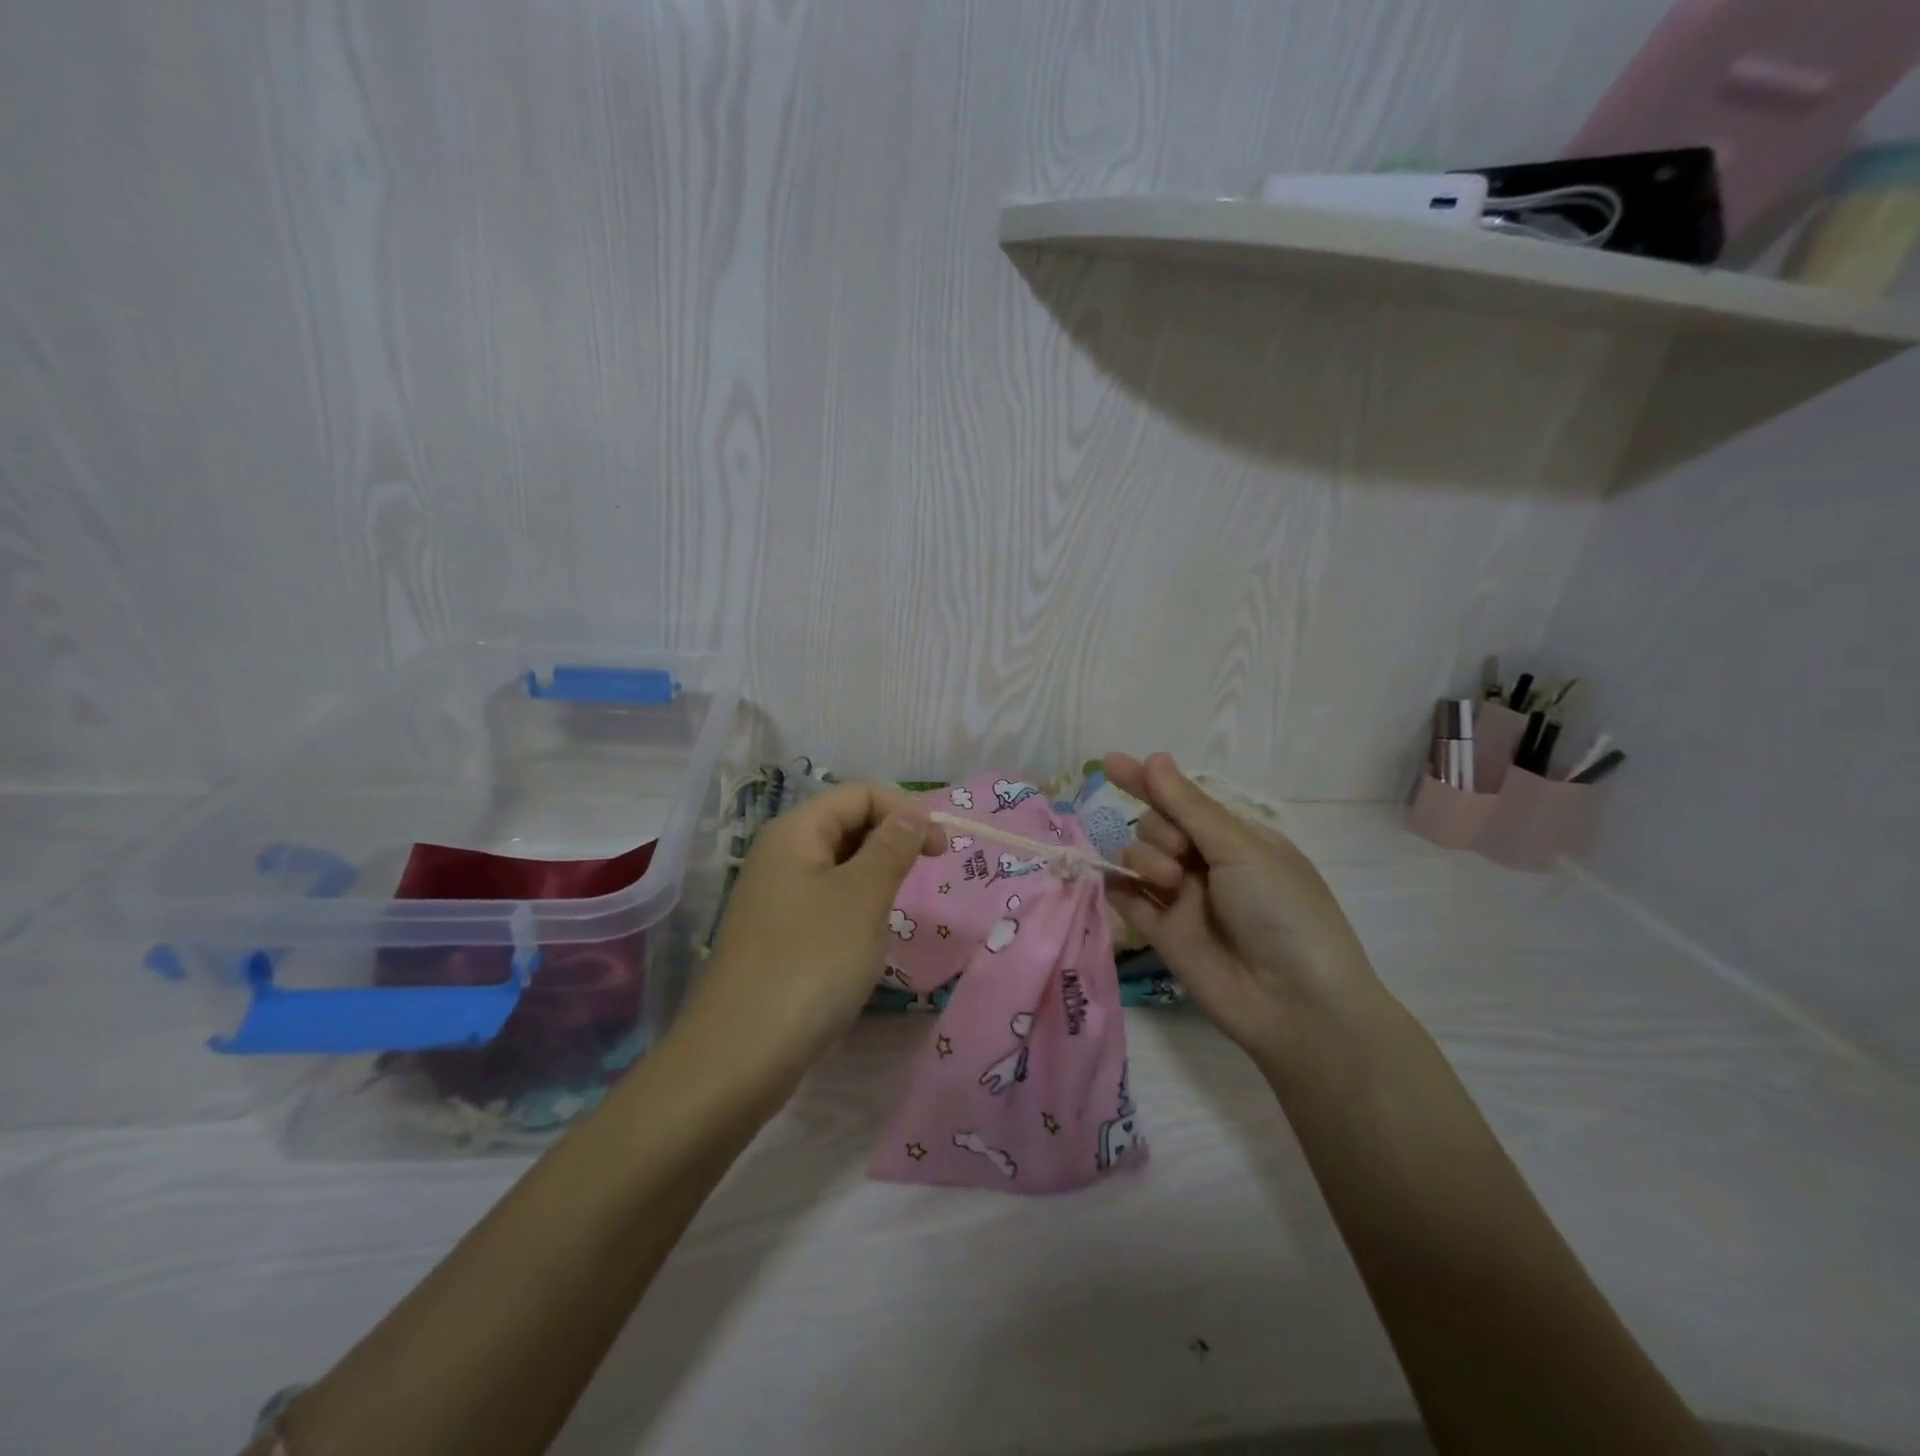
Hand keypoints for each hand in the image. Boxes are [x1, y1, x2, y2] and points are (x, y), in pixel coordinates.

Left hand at [675, 782, 944, 1102]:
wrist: (740, 1055)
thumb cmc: (811, 962)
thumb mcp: (863, 897)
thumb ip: (892, 846)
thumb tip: (913, 810)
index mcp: (796, 832)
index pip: (859, 794)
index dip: (905, 810)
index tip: (941, 848)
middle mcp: (779, 855)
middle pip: (846, 824)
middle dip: (891, 841)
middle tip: (925, 876)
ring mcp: (774, 897)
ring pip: (838, 866)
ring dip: (875, 878)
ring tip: (894, 911)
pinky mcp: (777, 935)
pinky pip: (825, 901)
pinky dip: (854, 908)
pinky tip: (865, 941)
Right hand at [1103, 752, 1380, 1070]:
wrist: (1294, 1003)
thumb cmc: (1282, 911)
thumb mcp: (1241, 849)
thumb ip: (1188, 807)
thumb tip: (1153, 757)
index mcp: (1234, 838)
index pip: (1181, 799)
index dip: (1147, 780)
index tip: (1111, 762)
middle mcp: (1205, 863)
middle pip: (1155, 825)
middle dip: (1160, 829)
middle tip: (1182, 854)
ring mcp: (1181, 898)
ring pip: (1137, 857)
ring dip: (1145, 858)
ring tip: (1171, 882)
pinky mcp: (1161, 932)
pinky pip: (1126, 898)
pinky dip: (1117, 886)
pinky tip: (1115, 882)